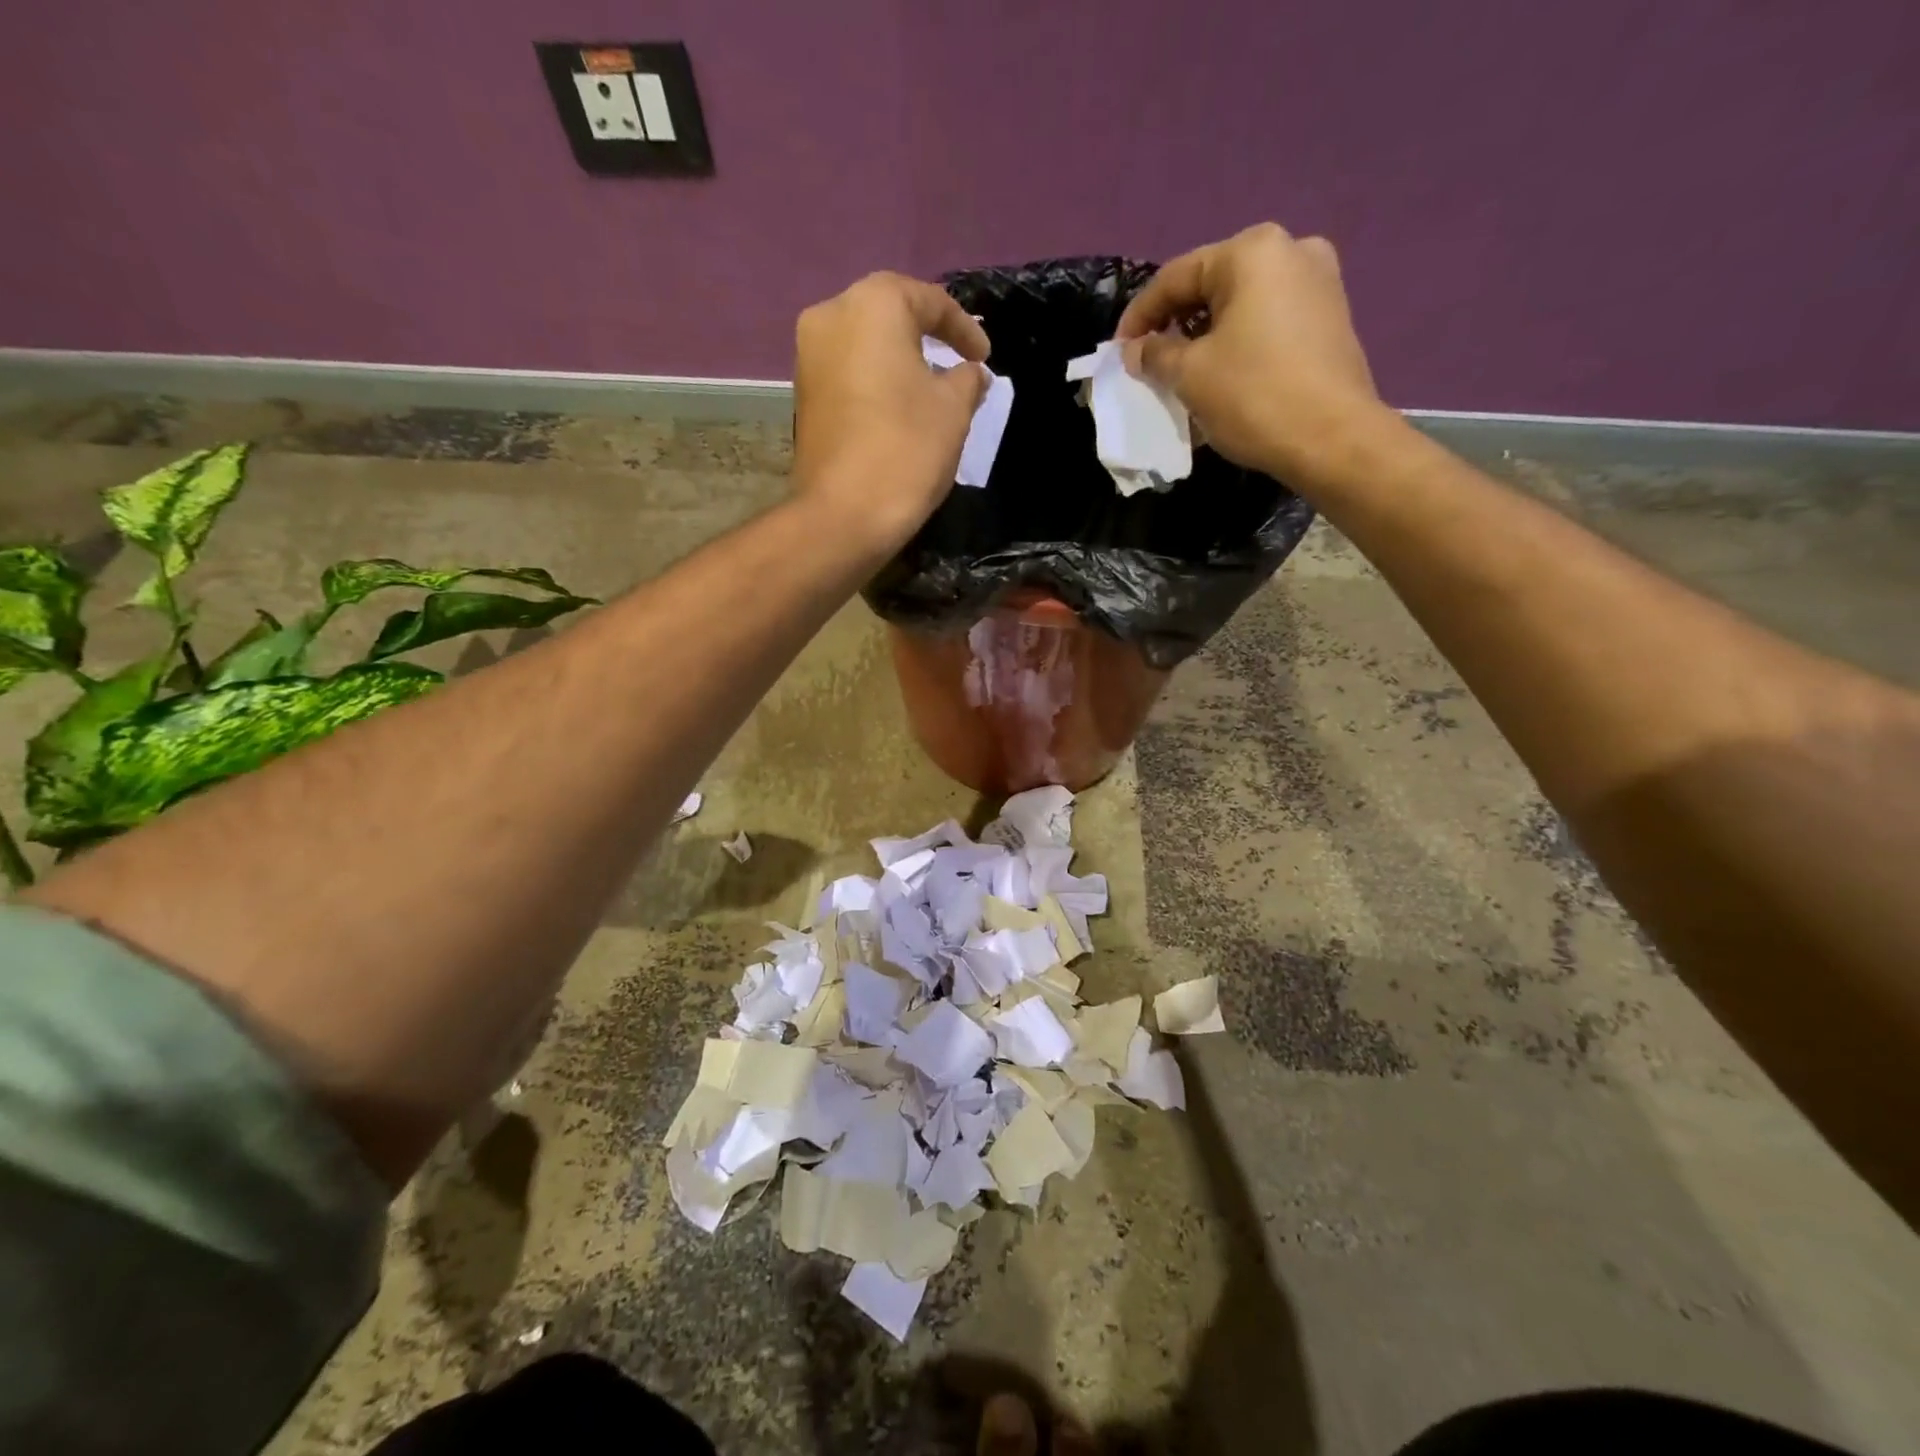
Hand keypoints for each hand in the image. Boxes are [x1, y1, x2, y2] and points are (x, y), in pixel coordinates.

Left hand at [792, 271, 990, 555]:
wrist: (843, 515)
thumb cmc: (906, 449)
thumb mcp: (954, 409)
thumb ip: (967, 379)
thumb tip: (970, 372)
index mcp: (873, 304)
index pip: (929, 300)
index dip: (965, 328)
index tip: (986, 356)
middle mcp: (831, 315)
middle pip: (890, 314)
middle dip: (927, 336)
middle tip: (957, 362)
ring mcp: (808, 356)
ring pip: (865, 344)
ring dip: (899, 360)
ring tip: (930, 387)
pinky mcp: (802, 393)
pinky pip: (848, 372)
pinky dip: (876, 380)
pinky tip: (898, 407)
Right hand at [1114, 223, 1383, 479]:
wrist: (1332, 439)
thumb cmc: (1254, 397)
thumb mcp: (1190, 375)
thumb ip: (1155, 355)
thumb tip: (1136, 350)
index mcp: (1252, 252)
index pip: (1175, 277)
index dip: (1139, 316)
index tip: (1118, 352)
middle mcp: (1290, 250)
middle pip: (1211, 285)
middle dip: (1175, 324)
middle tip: (1148, 361)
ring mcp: (1318, 281)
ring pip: (1240, 304)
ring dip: (1205, 335)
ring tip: (1181, 371)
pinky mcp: (1330, 317)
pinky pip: (1267, 321)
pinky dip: (1237, 342)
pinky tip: (1221, 373)